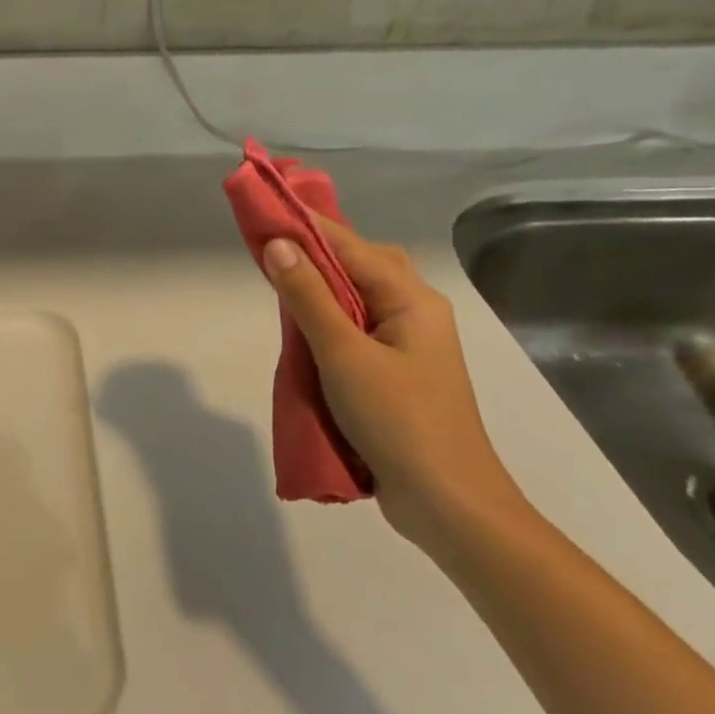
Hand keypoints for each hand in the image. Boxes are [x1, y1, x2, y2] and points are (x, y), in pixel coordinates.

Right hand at [260, 224, 528, 555]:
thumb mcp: (344, 355)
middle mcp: (415, 313)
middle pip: (361, 265)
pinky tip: (303, 332)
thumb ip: (308, 297)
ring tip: (279, 286)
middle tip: (270, 250)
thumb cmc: (398, 421)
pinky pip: (357, 330)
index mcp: (413, 300)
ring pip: (359, 299)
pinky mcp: (397, 374)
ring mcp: (408, 346)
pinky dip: (328, 322)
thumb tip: (278, 245)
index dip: (307, 225)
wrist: (448, 504)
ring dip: (320, 289)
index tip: (266, 209)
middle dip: (317, 252)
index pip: (351, 246)